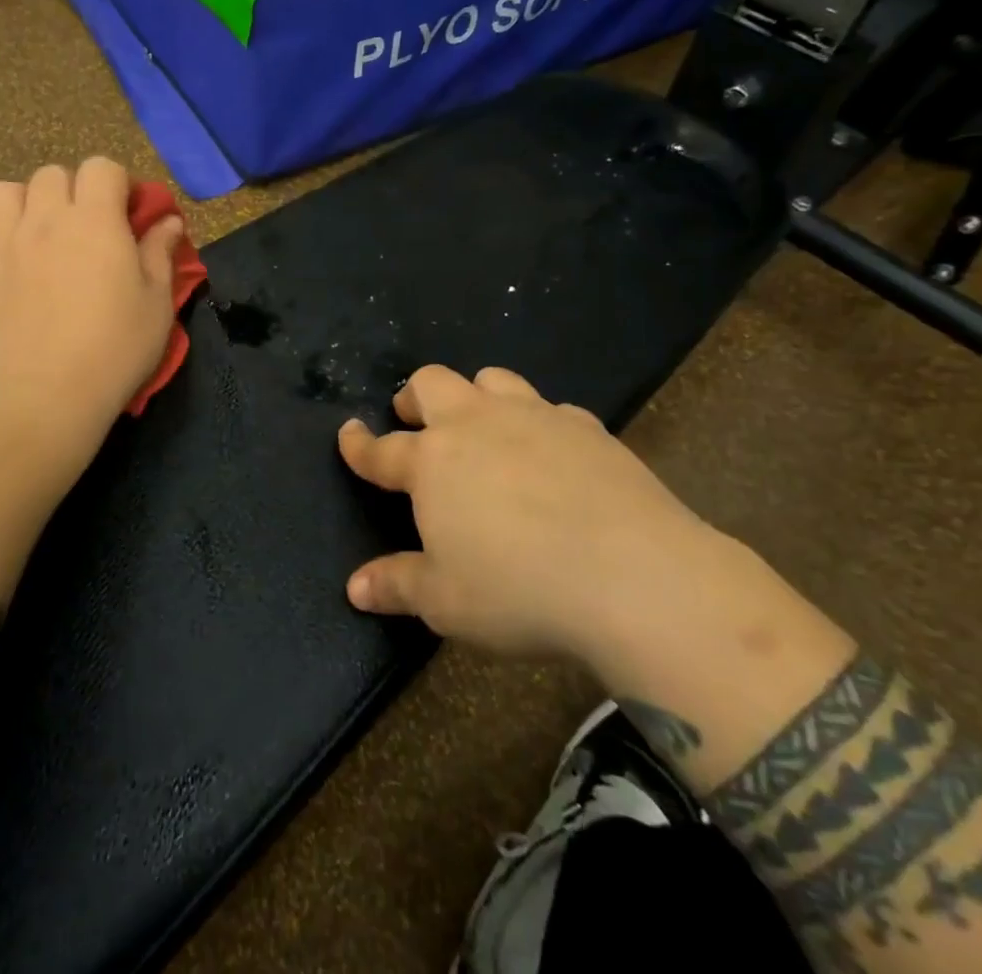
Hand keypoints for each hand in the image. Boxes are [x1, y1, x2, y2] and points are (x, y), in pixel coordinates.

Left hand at [0, 158, 184, 429]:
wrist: (51, 395)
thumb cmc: (117, 346)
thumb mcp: (158, 299)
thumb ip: (160, 252)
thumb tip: (167, 221)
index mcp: (95, 220)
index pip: (102, 167)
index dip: (119, 184)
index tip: (131, 216)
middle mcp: (45, 221)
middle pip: (51, 174)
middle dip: (74, 189)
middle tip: (91, 228)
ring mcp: (5, 248)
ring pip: (0, 193)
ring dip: (22, 203)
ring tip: (40, 231)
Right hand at [338, 365, 722, 662]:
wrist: (633, 576)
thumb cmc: (520, 591)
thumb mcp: (447, 602)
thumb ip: (397, 585)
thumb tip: (354, 588)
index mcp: (433, 462)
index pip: (382, 450)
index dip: (359, 444)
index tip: (348, 434)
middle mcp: (476, 425)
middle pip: (432, 384)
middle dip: (414, 397)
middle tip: (413, 420)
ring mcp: (533, 417)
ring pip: (491, 379)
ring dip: (475, 396)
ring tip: (480, 425)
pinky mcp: (585, 426)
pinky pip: (549, 408)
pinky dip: (537, 422)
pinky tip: (550, 452)